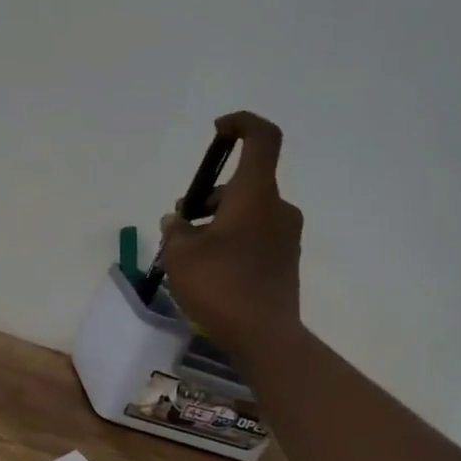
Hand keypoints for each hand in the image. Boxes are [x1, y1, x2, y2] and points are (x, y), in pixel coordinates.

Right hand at [158, 111, 304, 358]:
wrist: (264, 336)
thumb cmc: (220, 285)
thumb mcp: (180, 255)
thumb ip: (175, 230)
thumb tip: (177, 221)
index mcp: (255, 195)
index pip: (262, 138)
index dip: (242, 124)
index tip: (218, 131)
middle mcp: (277, 208)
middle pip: (242, 184)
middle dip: (208, 197)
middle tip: (180, 224)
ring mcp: (285, 235)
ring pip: (247, 212)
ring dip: (217, 221)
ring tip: (188, 253)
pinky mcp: (285, 260)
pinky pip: (255, 235)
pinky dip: (232, 240)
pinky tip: (209, 270)